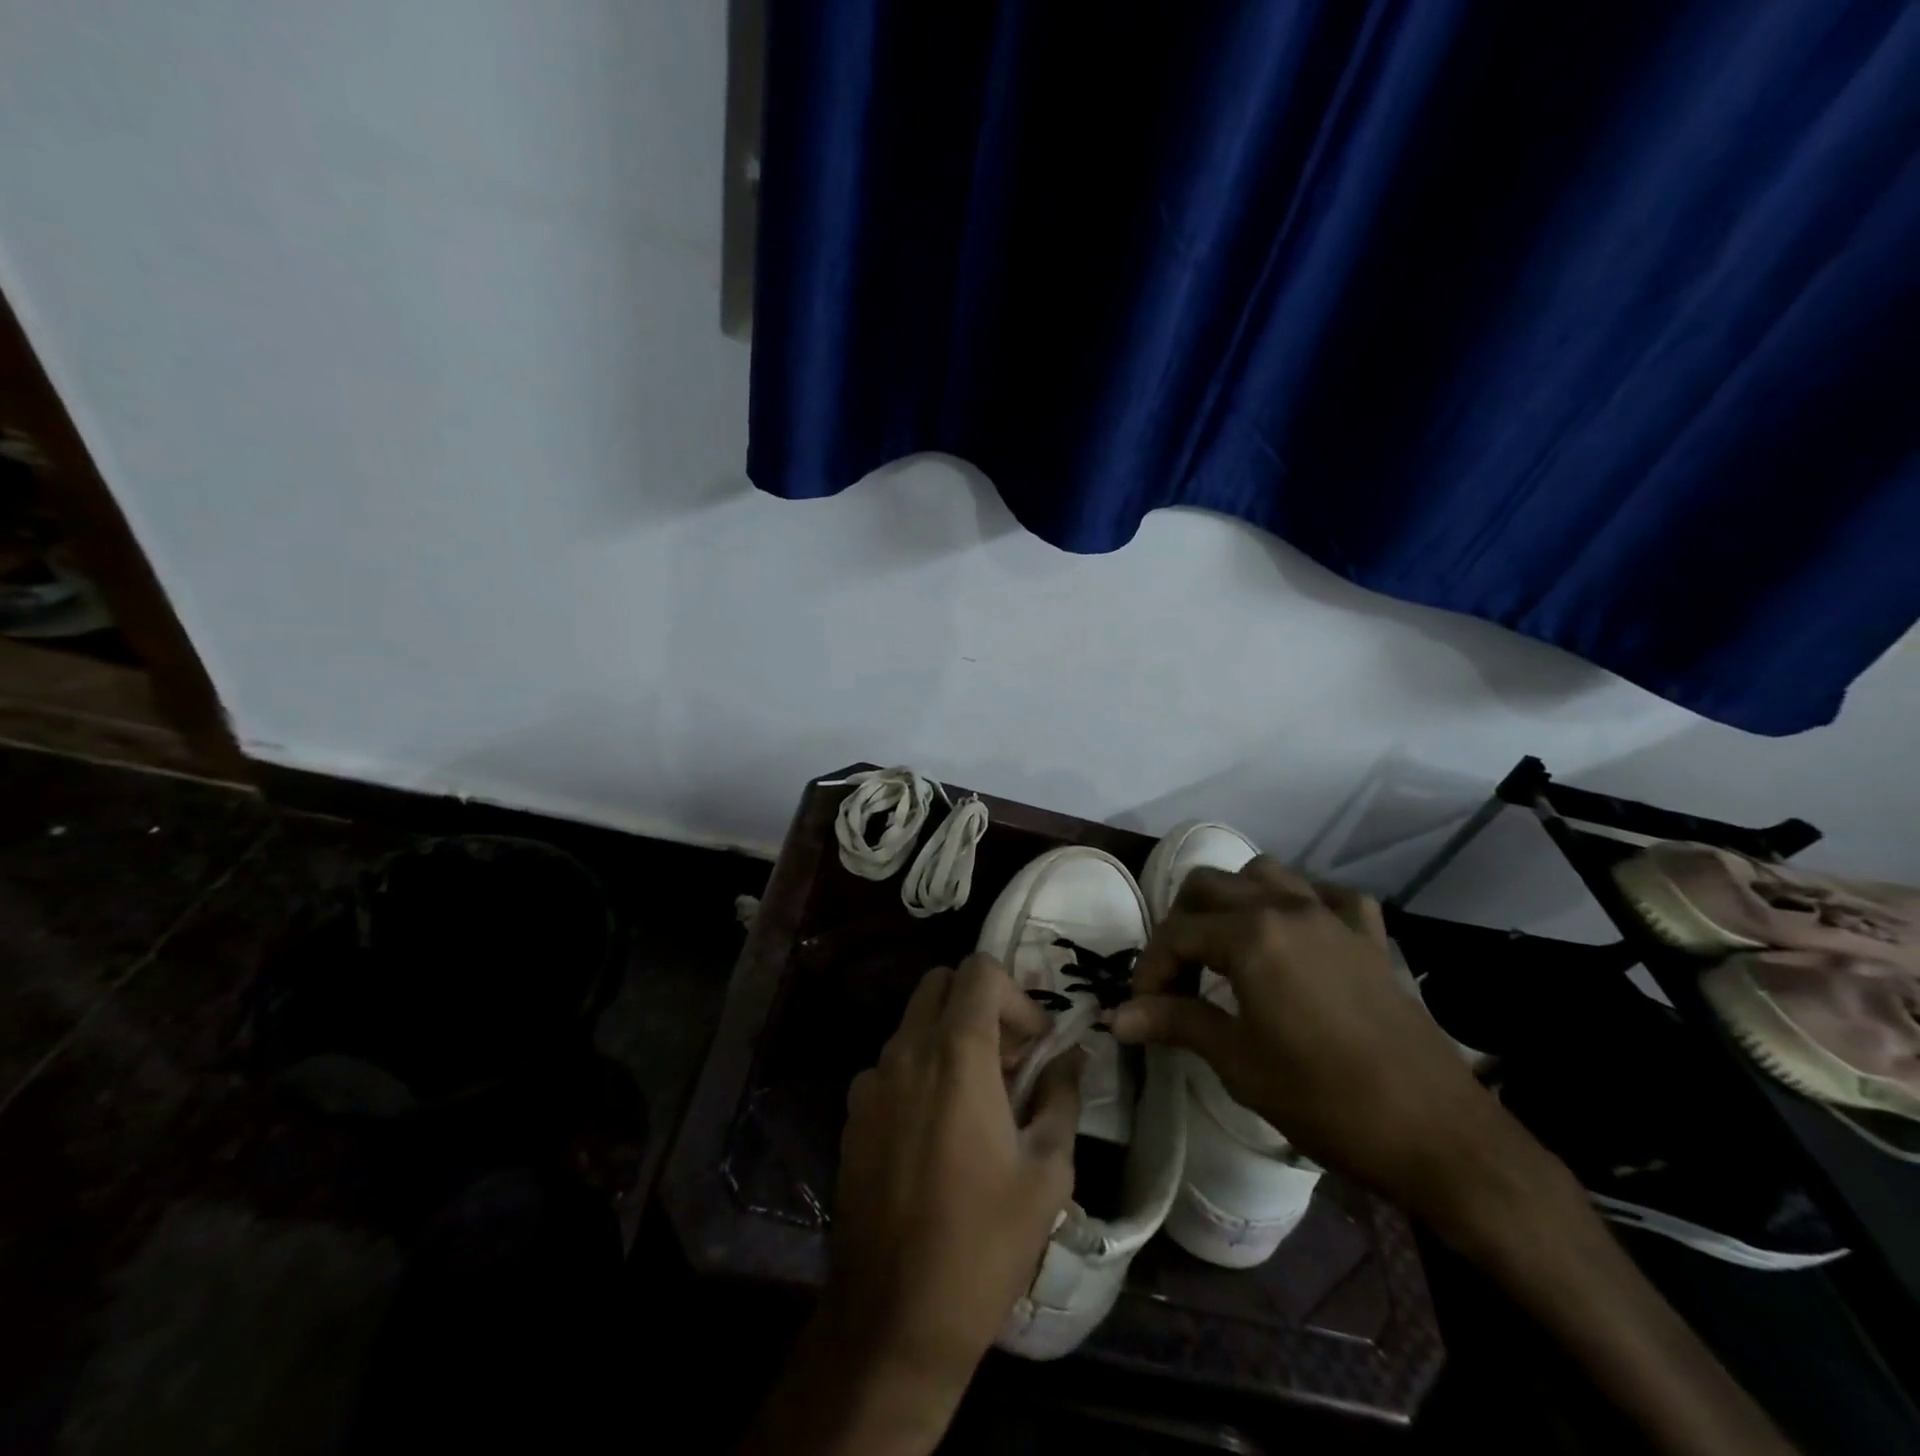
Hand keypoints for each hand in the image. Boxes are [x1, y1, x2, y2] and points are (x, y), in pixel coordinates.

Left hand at [766, 953, 1077, 1454]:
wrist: (893, 1317)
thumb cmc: (983, 1243)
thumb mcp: (1047, 1172)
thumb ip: (1061, 1097)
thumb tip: (1069, 1059)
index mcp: (957, 1054)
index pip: (979, 971)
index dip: (1016, 995)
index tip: (1036, 1044)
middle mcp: (907, 1051)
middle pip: (941, 983)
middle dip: (981, 1005)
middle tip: (1009, 1059)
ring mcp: (872, 1080)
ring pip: (914, 1022)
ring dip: (950, 1036)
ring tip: (979, 1097)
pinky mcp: (852, 1113)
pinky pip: (891, 1063)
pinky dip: (920, 1069)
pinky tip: (937, 1128)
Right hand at [1108, 856, 1536, 1235]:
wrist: (1436, 1135)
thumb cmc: (1324, 1099)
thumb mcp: (1237, 1062)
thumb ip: (1174, 1023)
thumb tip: (1116, 1018)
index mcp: (1250, 935)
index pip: (1176, 934)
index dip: (1150, 969)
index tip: (1142, 1009)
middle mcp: (1286, 908)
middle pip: (1210, 885)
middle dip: (1181, 924)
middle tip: (1177, 977)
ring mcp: (1332, 916)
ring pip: (1265, 873)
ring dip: (1235, 900)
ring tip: (1226, 947)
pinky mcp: (1369, 936)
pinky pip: (1327, 895)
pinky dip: (1301, 904)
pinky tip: (1297, 937)